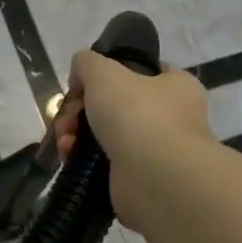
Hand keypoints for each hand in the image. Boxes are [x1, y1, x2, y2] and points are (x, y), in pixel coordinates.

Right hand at [55, 50, 212, 224]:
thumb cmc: (137, 115)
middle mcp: (171, 117)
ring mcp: (155, 150)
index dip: (107, 73)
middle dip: (80, 109)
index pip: (141, 71)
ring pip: (105, 133)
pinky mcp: (137, 178)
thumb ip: (87, 62)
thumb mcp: (104, 72)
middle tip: (66, 117)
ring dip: (77, 134)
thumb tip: (81, 73)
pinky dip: (83, 159)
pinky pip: (103, 162)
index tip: (81, 84)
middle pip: (114, 104)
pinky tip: (70, 158)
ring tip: (65, 142)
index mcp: (176, 86)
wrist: (155, 179)